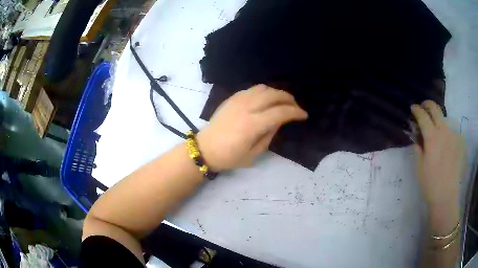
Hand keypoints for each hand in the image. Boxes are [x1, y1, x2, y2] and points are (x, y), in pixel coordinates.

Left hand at [197, 85, 307, 170]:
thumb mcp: (253, 154)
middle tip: (296, 106)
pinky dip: (264, 91)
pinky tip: (267, 99)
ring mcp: (238, 100)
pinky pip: (252, 89)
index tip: (304, 115)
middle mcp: (246, 108)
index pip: (280, 112)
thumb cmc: (229, 157)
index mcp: (252, 125)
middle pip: (273, 95)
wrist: (205, 148)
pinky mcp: (232, 98)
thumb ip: (269, 135)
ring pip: (263, 88)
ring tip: (283, 101)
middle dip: (289, 98)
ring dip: (277, 92)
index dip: (295, 112)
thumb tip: (279, 121)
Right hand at [411, 100, 465, 207]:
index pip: (423, 116)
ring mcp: (452, 136)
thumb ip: (418, 148)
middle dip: (428, 104)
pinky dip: (444, 129)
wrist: (446, 196)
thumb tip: (417, 137)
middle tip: (423, 107)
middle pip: (435, 109)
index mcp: (432, 138)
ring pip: (444, 117)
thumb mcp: (419, 167)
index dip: (416, 110)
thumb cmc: (430, 183)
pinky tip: (443, 139)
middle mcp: (443, 132)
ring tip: (433, 124)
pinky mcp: (457, 142)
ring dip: (437, 117)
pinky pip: (450, 129)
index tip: (413, 108)